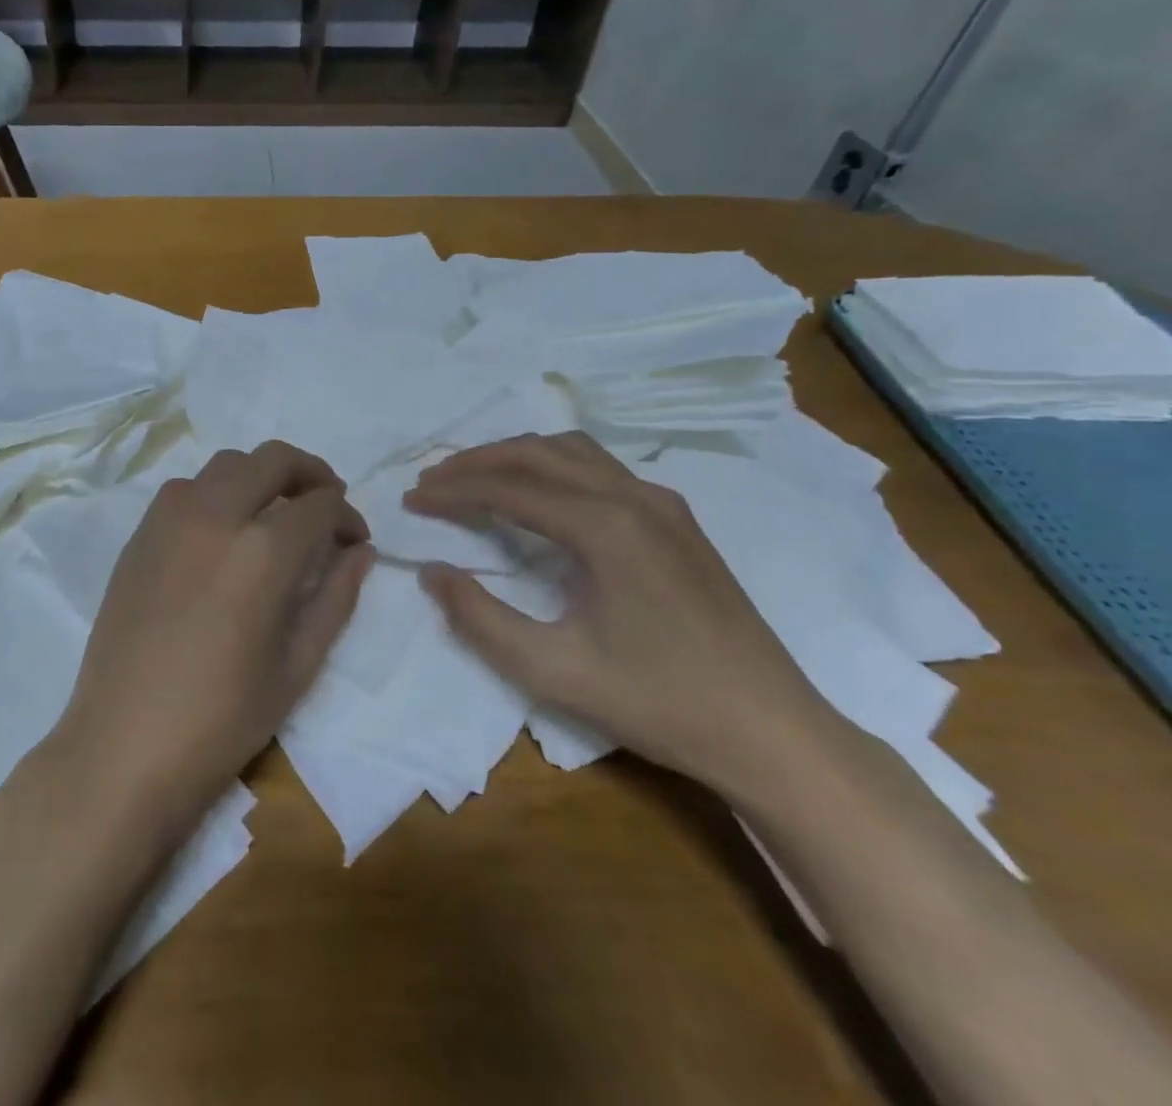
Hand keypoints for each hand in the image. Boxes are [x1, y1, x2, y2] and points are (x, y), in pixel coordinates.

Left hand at [56, 441, 372, 836]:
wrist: (124, 744)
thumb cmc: (222, 718)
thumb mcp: (297, 665)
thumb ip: (335, 597)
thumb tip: (360, 551)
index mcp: (262, 550)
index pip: (320, 504)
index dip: (347, 516)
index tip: (355, 539)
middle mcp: (215, 515)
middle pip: (273, 459)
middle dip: (311, 473)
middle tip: (325, 502)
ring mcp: (169, 519)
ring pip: (226, 464)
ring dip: (260, 476)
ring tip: (275, 513)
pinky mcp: (140, 535)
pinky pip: (185, 489)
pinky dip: (216, 491)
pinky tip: (223, 532)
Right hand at [405, 432, 835, 793]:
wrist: (774, 733)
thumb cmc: (660, 703)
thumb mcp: (553, 671)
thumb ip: (480, 619)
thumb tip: (433, 572)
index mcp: (605, 527)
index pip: (509, 488)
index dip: (454, 490)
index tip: (412, 499)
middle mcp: (634, 498)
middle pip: (538, 453)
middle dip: (477, 460)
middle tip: (433, 480)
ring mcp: (663, 504)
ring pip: (573, 451)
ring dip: (516, 456)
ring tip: (475, 477)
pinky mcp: (678, 520)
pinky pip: (601, 468)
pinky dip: (553, 466)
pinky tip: (539, 494)